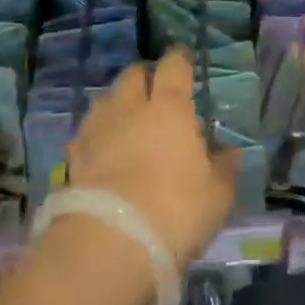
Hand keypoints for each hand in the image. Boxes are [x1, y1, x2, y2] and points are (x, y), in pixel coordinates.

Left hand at [66, 49, 240, 266]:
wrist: (108, 245)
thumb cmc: (173, 213)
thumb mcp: (216, 197)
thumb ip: (225, 169)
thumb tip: (231, 152)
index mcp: (170, 108)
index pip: (173, 65)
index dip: (179, 60)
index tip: (184, 62)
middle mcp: (131, 107)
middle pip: (134, 74)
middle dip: (145, 77)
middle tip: (155, 92)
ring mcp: (99, 128)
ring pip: (107, 98)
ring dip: (118, 102)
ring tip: (127, 120)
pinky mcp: (74, 155)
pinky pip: (88, 131)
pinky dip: (97, 134)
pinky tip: (103, 150)